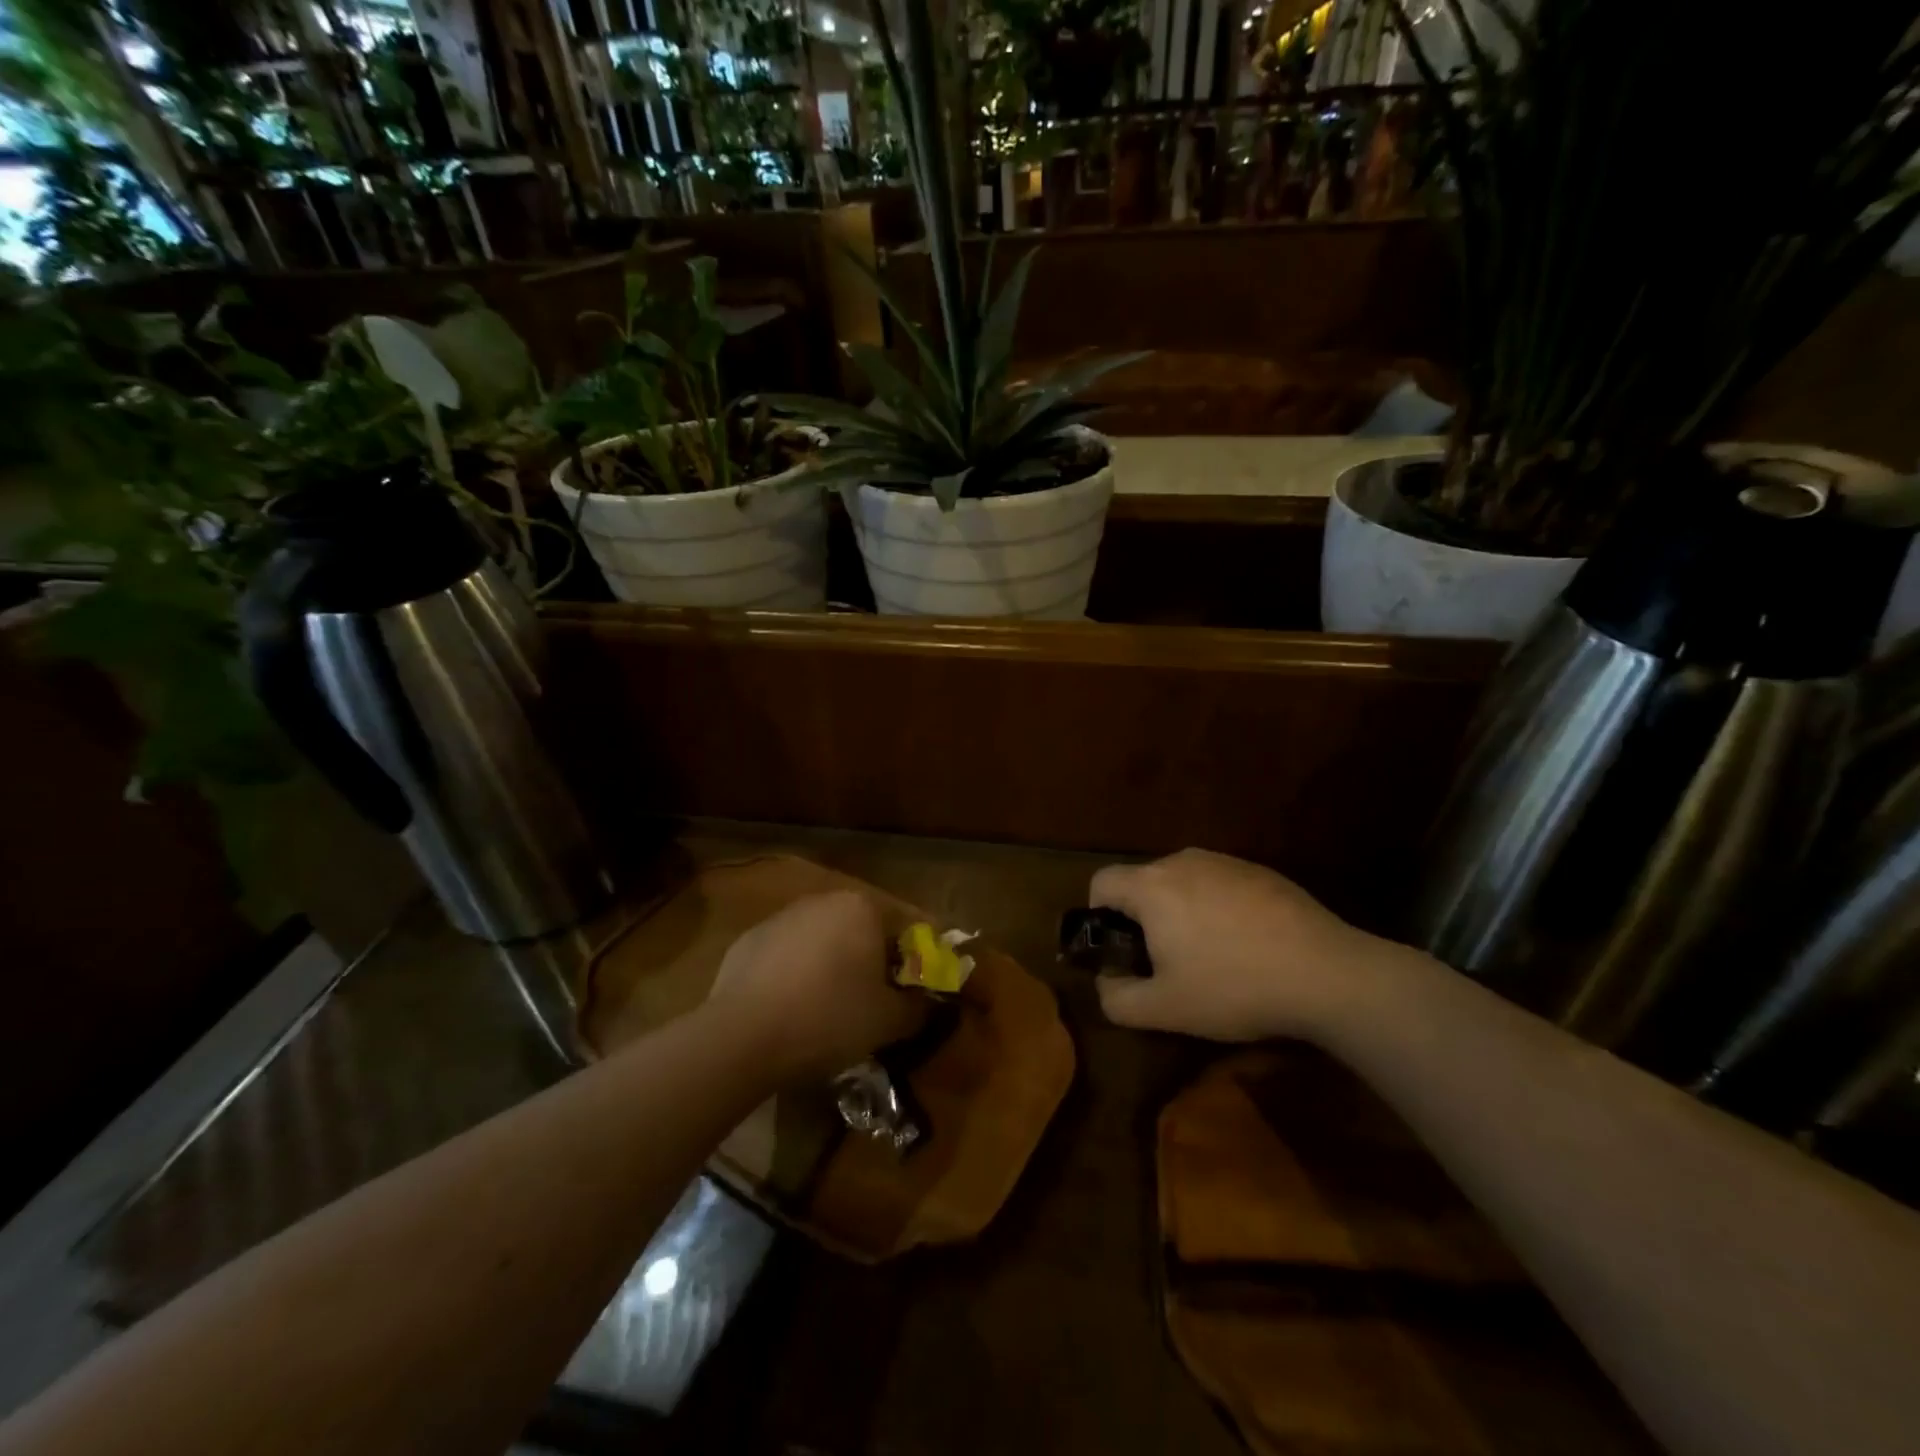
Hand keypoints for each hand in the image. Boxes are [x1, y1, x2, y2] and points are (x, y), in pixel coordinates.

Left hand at [706, 891, 926, 1083]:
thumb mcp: (889, 1021)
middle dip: (875, 959)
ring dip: (835, 964)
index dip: (918, 960)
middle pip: (864, 928)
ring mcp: (781, 917)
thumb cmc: (829, 1018)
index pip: (907, 926)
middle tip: (879, 1000)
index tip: (918, 990)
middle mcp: (823, 900)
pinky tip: (792, 1009)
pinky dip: (797, 974)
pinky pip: (787, 955)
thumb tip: (928, 1004)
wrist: (742, 1036)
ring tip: (833, 1008)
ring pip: (823, 939)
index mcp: (863, 907)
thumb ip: (918, 1008)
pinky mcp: (748, 940)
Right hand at [1089, 848, 1378, 1041]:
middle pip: (1142, 882)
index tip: (1122, 950)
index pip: (1101, 882)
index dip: (1099, 916)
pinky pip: (1220, 885)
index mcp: (1152, 886)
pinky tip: (1248, 946)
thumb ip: (1117, 998)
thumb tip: (1106, 982)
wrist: (1327, 974)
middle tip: (1167, 962)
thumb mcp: (1165, 1010)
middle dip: (1143, 918)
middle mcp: (1183, 861)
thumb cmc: (1233, 987)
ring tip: (1211, 956)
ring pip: (1183, 882)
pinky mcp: (1261, 871)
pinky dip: (1218, 909)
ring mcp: (1226, 862)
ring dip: (1181, 912)